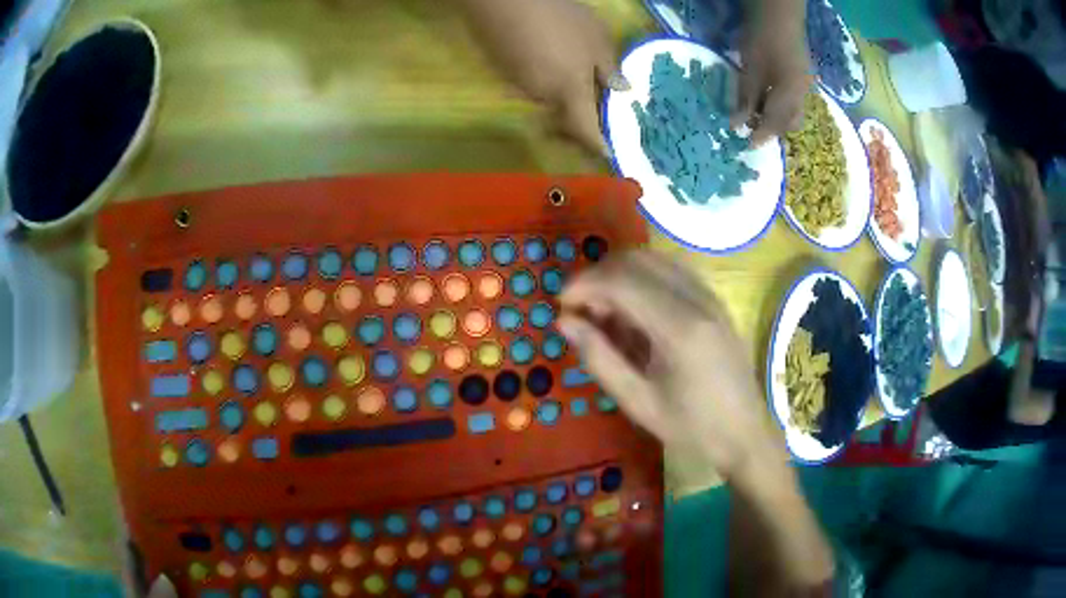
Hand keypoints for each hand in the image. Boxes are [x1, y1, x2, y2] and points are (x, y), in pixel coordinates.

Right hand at [457, 0, 627, 155]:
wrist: (505, 1)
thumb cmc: (560, 19)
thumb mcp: (597, 39)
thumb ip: (610, 68)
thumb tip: (622, 91)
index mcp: (569, 93)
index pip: (586, 132)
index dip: (597, 145)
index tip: (608, 154)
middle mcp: (542, 97)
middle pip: (565, 117)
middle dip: (581, 120)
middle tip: (598, 114)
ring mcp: (518, 83)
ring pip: (547, 98)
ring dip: (563, 96)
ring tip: (575, 79)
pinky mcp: (503, 69)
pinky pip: (532, 82)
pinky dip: (545, 79)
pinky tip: (550, 59)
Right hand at [557, 250, 784, 479]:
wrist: (745, 433)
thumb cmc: (691, 427)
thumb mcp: (638, 402)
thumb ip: (599, 358)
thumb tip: (564, 321)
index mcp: (679, 327)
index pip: (621, 280)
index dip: (584, 284)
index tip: (561, 306)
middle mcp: (697, 298)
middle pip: (636, 260)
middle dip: (599, 276)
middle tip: (580, 311)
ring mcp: (710, 295)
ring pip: (653, 260)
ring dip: (620, 277)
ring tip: (605, 316)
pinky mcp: (714, 300)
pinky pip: (670, 272)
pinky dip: (643, 281)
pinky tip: (636, 316)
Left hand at [733, 2, 812, 145]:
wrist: (778, 16)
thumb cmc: (761, 42)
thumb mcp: (750, 72)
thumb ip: (746, 99)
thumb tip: (737, 125)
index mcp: (791, 97)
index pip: (776, 124)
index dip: (762, 135)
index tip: (749, 145)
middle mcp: (803, 95)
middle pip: (790, 121)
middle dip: (773, 128)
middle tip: (753, 127)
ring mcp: (805, 84)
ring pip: (793, 110)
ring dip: (776, 115)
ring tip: (756, 111)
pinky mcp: (802, 75)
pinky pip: (793, 98)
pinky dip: (779, 103)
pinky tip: (765, 96)